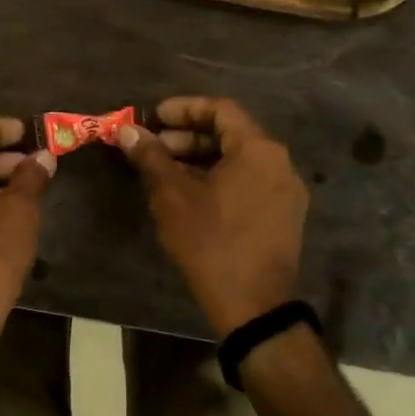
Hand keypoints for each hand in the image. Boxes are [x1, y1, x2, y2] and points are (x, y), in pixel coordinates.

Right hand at [118, 97, 307, 336]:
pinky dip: (220, 178)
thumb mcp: (173, 197)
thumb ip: (151, 158)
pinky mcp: (283, 215)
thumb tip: (128, 131)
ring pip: (239, 160)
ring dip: (202, 159)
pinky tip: (191, 196)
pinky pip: (249, 181)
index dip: (184, 109)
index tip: (154, 118)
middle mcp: (279, 163)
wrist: (254, 306)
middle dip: (189, 137)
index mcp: (258, 150)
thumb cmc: (211, 243)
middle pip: (231, 134)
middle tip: (155, 148)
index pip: (220, 109)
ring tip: (166, 173)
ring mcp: (286, 191)